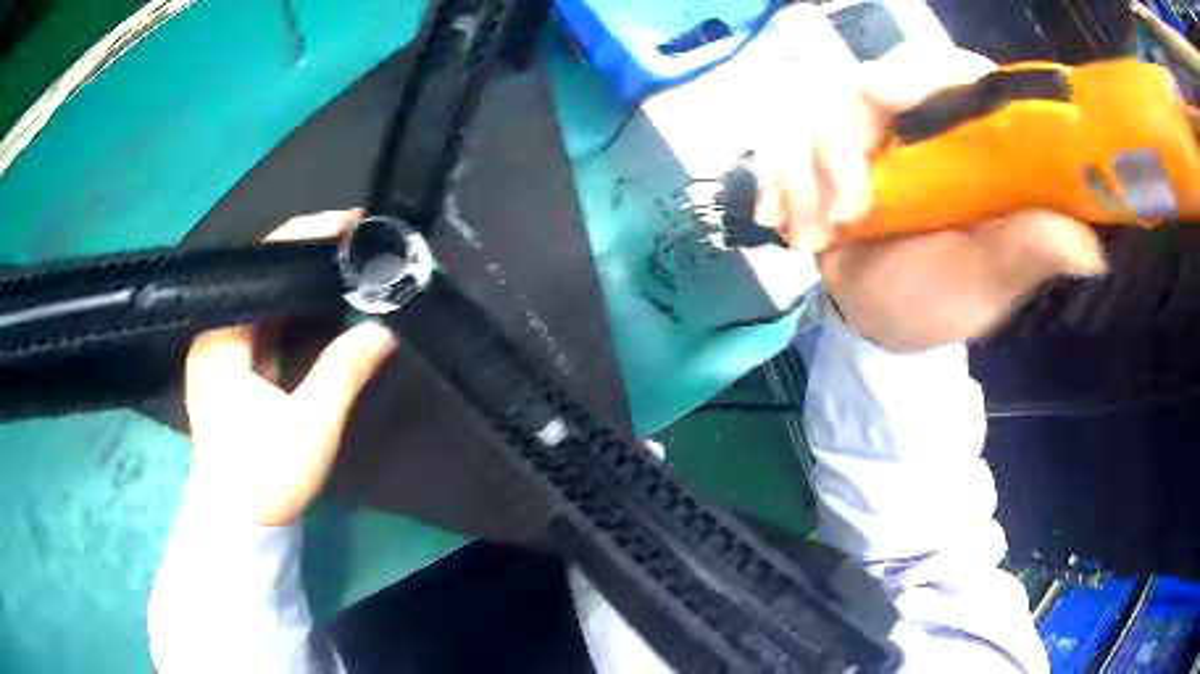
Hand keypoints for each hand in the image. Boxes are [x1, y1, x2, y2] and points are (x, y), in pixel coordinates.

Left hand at [185, 210, 396, 524]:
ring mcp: (221, 347)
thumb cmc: (265, 478)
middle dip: (308, 251)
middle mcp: (214, 332)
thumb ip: (343, 371)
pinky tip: (323, 298)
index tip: (351, 226)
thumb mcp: (309, 427)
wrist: (240, 521)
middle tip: (358, 240)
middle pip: (261, 273)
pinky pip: (265, 317)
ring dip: (303, 276)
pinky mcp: (232, 363)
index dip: (305, 238)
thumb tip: (385, 327)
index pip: (261, 267)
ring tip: (348, 260)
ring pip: (265, 294)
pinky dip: (294, 304)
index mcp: (220, 339)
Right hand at [755, 46, 1107, 351]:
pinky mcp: (815, 148)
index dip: (926, 74)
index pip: (951, 68)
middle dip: (844, 137)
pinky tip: (791, 228)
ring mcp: (860, 130)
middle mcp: (913, 118)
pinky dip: (777, 182)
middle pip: (867, 77)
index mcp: (967, 135)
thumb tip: (1090, 247)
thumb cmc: (940, 298)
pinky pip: (777, 140)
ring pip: (812, 108)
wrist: (879, 319)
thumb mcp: (987, 281)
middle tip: (850, 207)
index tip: (898, 109)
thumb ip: (1027, 254)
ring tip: (820, 237)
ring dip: (806, 173)